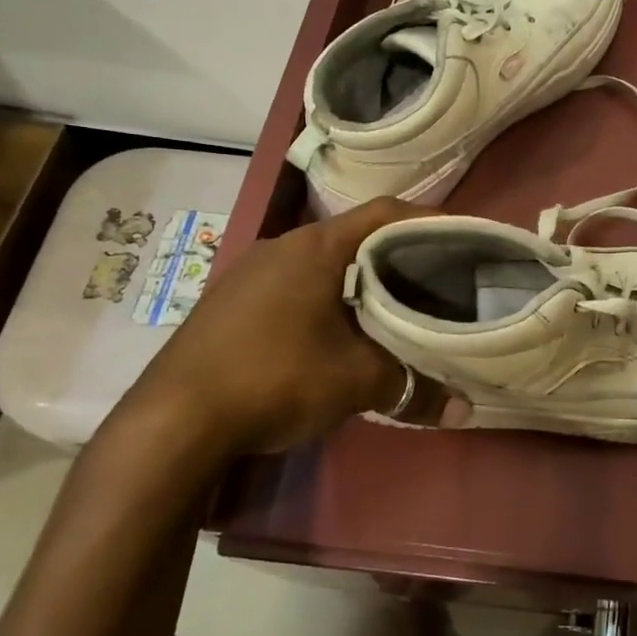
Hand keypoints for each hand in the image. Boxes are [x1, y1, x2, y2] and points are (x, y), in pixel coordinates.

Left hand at [129, 198, 460, 457]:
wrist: (172, 422)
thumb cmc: (276, 378)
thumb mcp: (357, 382)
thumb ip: (414, 387)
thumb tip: (464, 410)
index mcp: (316, 247)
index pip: (385, 213)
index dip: (428, 221)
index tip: (461, 240)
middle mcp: (281, 246)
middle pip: (354, 238)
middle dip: (397, 257)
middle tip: (435, 281)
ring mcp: (248, 273)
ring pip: (322, 264)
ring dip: (359, 281)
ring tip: (393, 308)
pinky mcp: (229, 303)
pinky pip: (293, 286)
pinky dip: (326, 299)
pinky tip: (337, 334)